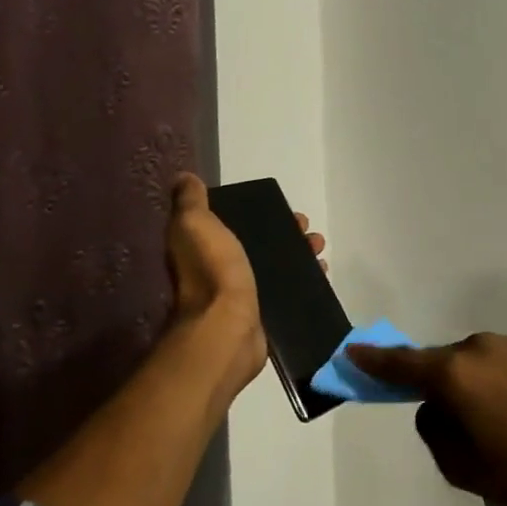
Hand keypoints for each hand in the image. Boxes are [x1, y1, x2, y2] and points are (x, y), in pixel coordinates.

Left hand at [163, 174, 327, 398]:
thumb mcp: (193, 224)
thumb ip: (190, 201)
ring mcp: (243, 293)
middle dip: (286, 232)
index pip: (232, 222)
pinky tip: (321, 272)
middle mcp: (220, 269)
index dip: (257, 211)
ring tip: (319, 248)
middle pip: (260, 243)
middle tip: (306, 228)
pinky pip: (288, 290)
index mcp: (203, 247)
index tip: (280, 205)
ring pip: (277, 265)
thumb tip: (185, 178)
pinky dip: (305, 279)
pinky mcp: (264, 313)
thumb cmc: (211, 270)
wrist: (227, 327)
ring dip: (300, 253)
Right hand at [347, 334, 506, 505]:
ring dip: (473, 386)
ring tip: (495, 423)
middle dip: (438, 386)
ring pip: (475, 364)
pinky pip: (503, 364)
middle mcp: (477, 347)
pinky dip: (499, 384)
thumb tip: (434, 410)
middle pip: (443, 364)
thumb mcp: (461, 468)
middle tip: (450, 420)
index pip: (402, 364)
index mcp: (452, 372)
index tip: (354, 350)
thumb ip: (434, 432)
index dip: (375, 360)